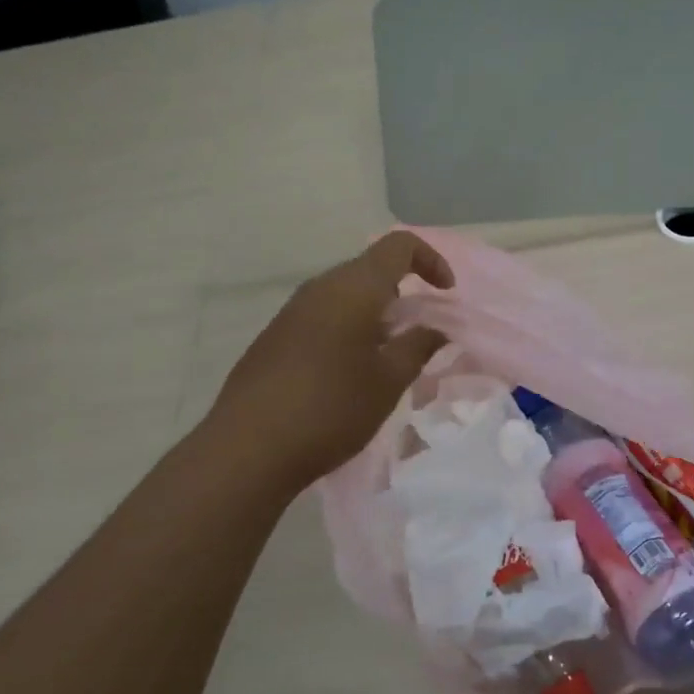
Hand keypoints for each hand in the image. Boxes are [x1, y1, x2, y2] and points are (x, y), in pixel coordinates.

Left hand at [209, 232, 454, 492]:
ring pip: (345, 294)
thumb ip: (419, 346)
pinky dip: (348, 329)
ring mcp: (292, 311)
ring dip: (374, 314)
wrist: (248, 448)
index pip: (399, 246)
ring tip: (387, 357)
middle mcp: (320, 288)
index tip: (445, 294)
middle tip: (419, 334)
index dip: (430, 260)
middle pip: (370, 269)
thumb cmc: (331, 408)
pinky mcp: (275, 336)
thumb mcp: (388, 381)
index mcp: (353, 287)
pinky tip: (348, 373)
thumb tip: (436, 328)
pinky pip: (322, 316)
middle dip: (403, 293)